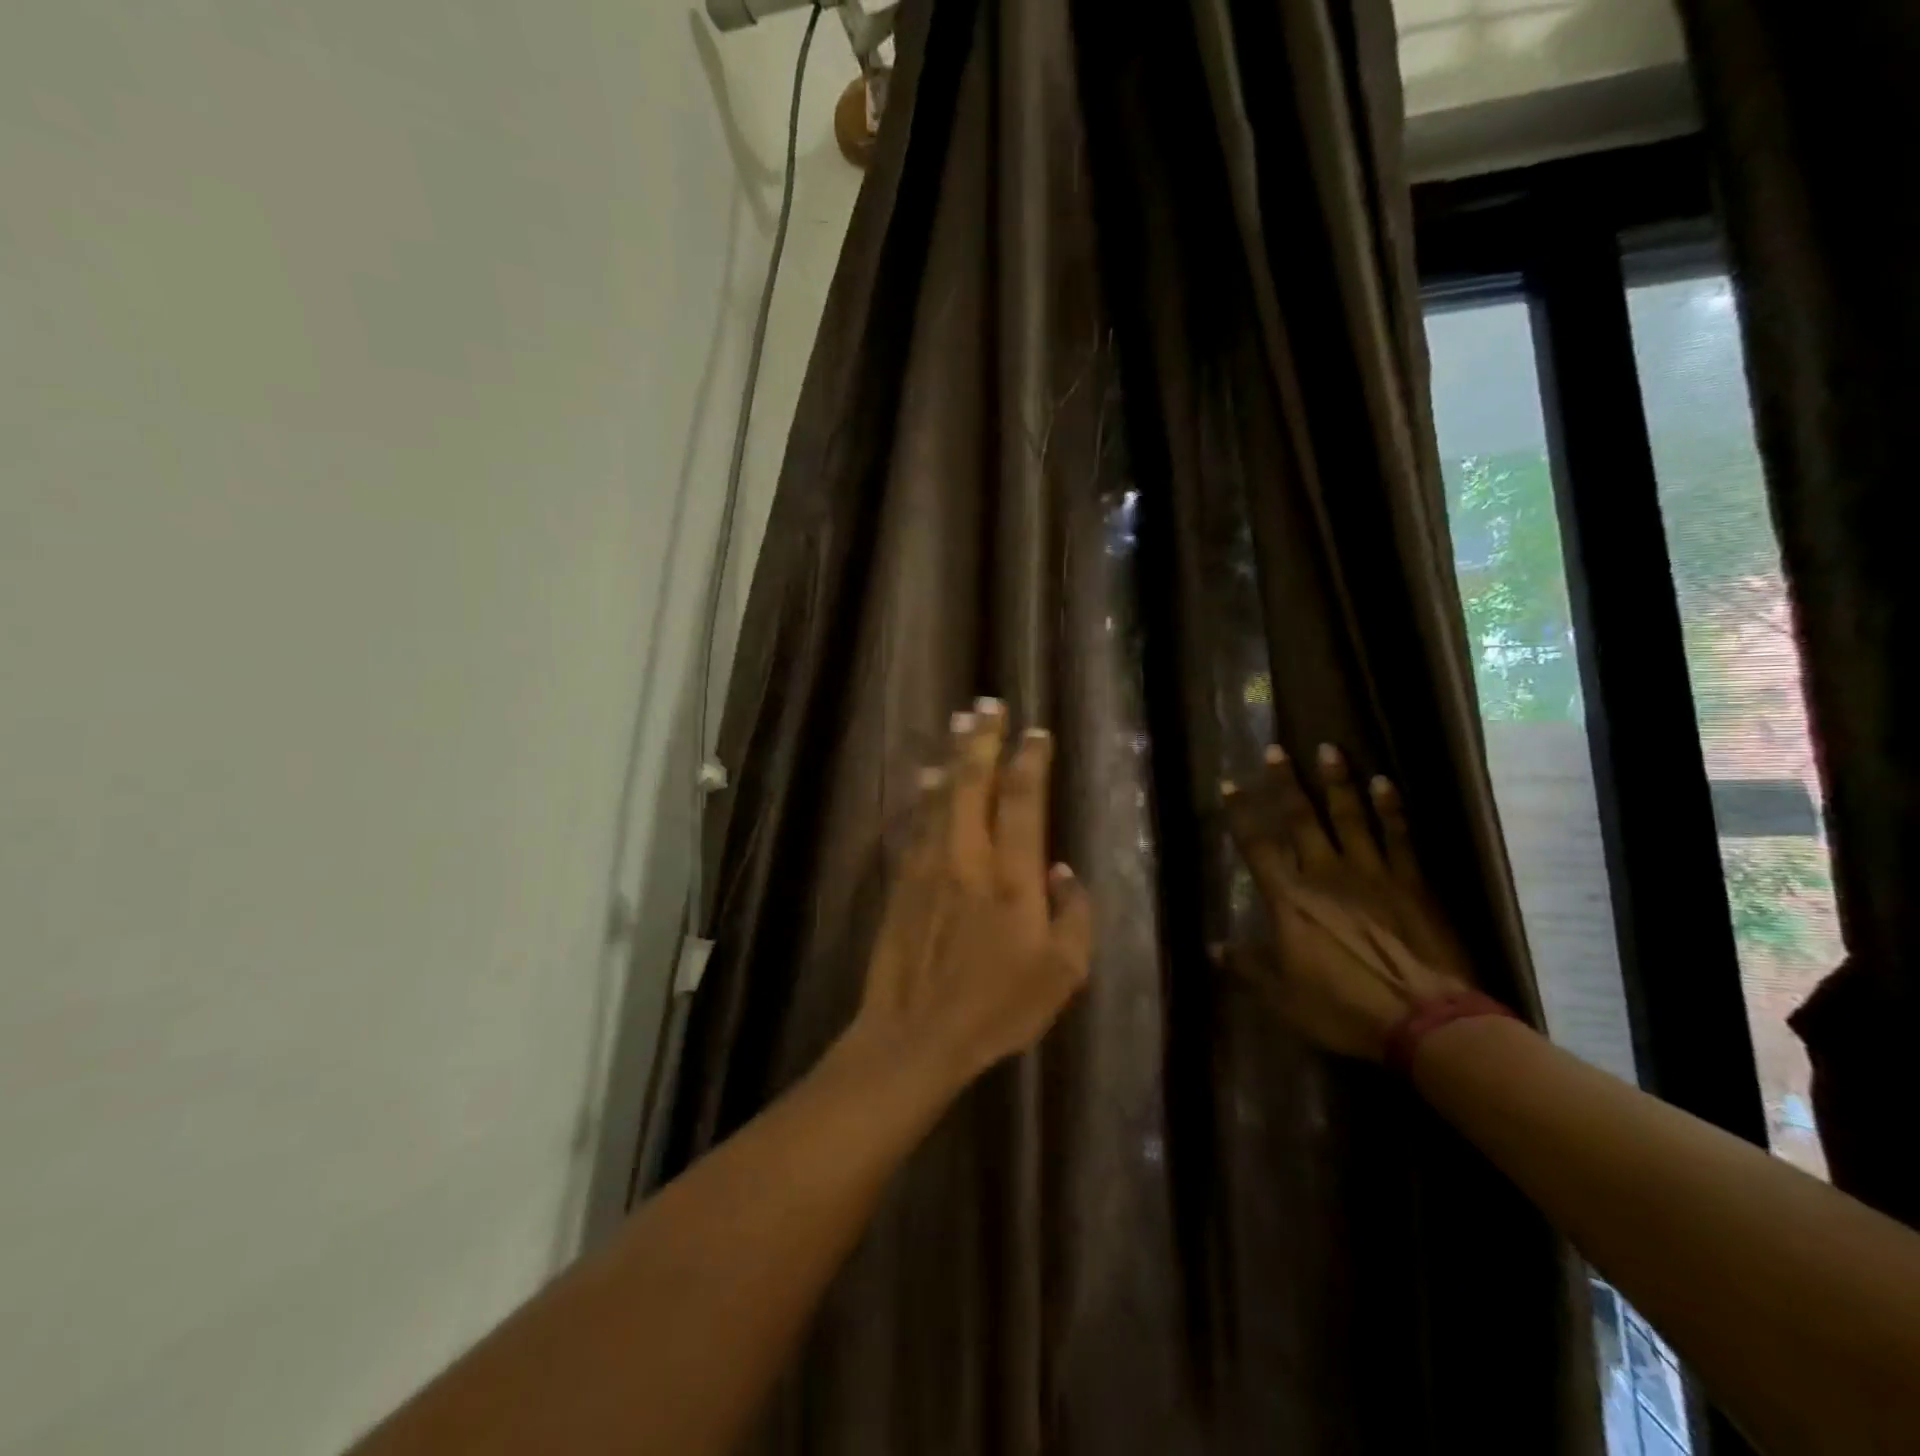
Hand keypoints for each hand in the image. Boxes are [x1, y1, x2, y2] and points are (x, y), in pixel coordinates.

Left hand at [845, 699, 1094, 1087]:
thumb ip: (1074, 918)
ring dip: (953, 756)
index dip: (1030, 762)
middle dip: (983, 740)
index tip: (1036, 733)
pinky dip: (926, 795)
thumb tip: (1065, 872)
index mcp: (1012, 878)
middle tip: (988, 704)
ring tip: (959, 722)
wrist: (915, 1034)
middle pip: (975, 783)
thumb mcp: (1061, 976)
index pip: (1022, 803)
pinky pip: (918, 823)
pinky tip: (927, 777)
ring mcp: (929, 866)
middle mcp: (969, 858)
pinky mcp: (903, 880)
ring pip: (942, 796)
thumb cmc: (996, 1009)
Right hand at [1219, 743, 1471, 1059]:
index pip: (1257, 847)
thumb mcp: (1283, 997)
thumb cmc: (1344, 1007)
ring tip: (1329, 749)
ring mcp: (1372, 874)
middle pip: (1301, 820)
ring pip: (1350, 817)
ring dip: (1337, 782)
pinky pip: (1399, 837)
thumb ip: (1248, 966)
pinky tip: (1385, 783)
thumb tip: (1214, 948)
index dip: (1241, 814)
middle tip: (1276, 749)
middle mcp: (1326, 875)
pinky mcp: (1412, 883)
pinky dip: (1391, 809)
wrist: (1425, 1020)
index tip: (1230, 784)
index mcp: (1290, 900)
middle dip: (1285, 783)